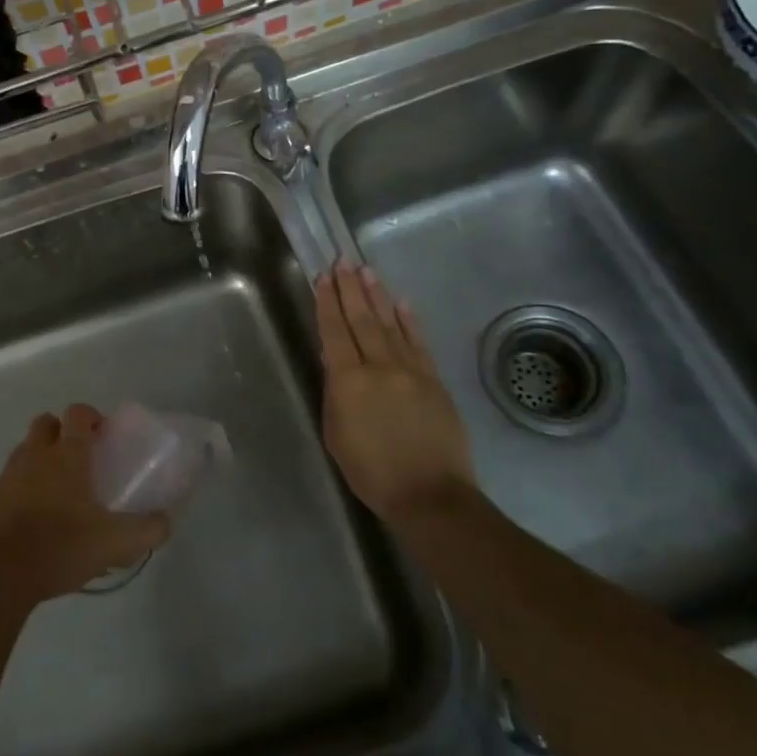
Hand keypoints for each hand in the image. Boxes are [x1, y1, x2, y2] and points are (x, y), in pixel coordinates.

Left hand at [0, 404, 168, 608]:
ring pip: (28, 448)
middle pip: (47, 423)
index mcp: (67, 454)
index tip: (104, 437)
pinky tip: (38, 516)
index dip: (92, 417)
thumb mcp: (114, 543)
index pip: (78, 413)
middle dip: (63, 432)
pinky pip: (12, 477)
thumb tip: (167, 521)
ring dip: (43, 457)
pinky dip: (25, 485)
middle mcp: (36, 454)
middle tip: (82, 459)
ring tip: (61, 490)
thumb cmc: (60, 547)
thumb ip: (147, 530)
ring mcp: (10, 474)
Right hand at [316, 261, 475, 521]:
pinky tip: (401, 302)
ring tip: (367, 271)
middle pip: (361, 319)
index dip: (327, 302)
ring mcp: (410, 370)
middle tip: (343, 261)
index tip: (323, 277)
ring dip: (377, 295)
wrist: (430, 494)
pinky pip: (418, 342)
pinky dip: (409, 320)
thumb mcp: (336, 434)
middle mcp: (379, 366)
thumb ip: (335, 393)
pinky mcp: (433, 379)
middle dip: (350, 288)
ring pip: (390, 323)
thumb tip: (335, 362)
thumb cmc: (372, 472)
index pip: (334, 331)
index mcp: (348, 381)